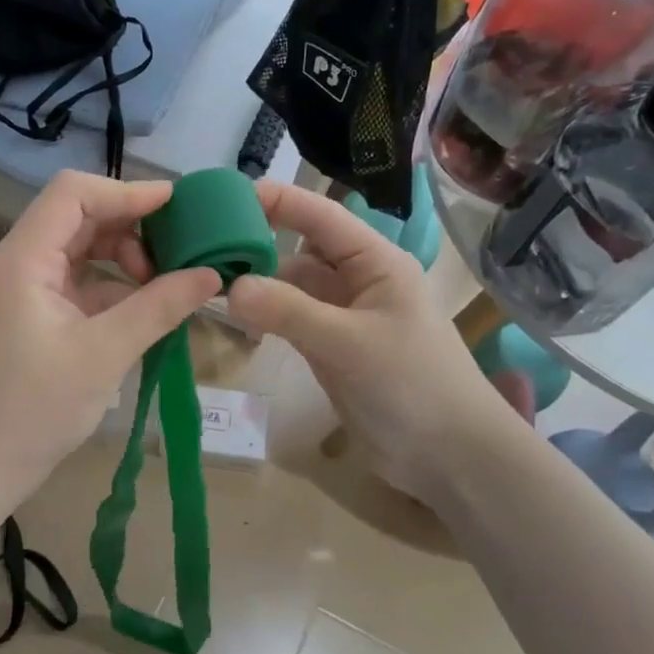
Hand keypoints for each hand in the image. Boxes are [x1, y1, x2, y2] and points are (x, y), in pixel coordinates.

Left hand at [0, 171, 220, 506]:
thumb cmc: (36, 409)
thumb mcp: (106, 354)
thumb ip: (159, 306)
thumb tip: (211, 274)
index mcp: (21, 260)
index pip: (73, 194)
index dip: (126, 192)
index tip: (176, 205)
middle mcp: (14, 262)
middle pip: (76, 217)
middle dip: (129, 228)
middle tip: (175, 252)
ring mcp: (19, 288)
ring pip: (77, 249)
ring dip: (120, 258)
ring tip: (161, 285)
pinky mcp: (27, 313)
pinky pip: (73, 281)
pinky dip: (108, 287)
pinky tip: (141, 308)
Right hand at [226, 181, 510, 506]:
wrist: (449, 457)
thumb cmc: (411, 385)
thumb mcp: (348, 342)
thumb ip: (289, 311)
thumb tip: (229, 286)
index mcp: (375, 262)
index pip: (321, 216)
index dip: (278, 200)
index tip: (227, 195)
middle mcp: (358, 282)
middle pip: (301, 250)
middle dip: (260, 244)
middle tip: (205, 246)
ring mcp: (344, 318)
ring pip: (293, 288)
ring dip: (260, 285)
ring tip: (209, 283)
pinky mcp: (333, 350)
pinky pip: (293, 321)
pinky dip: (268, 317)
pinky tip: (237, 318)